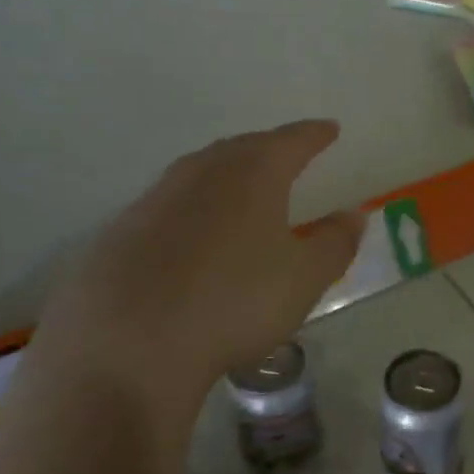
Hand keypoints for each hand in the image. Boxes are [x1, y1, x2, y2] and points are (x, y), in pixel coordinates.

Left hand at [29, 120, 363, 414]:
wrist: (127, 344)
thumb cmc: (234, 303)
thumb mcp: (303, 279)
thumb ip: (334, 244)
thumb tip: (353, 215)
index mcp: (251, 176)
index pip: (290, 142)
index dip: (313, 135)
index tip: (329, 129)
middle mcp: (200, 174)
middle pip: (240, 149)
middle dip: (268, 148)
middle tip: (287, 154)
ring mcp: (154, 200)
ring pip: (199, 173)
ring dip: (226, 173)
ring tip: (244, 187)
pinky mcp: (120, 233)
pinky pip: (169, 205)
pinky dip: (193, 208)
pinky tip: (195, 235)